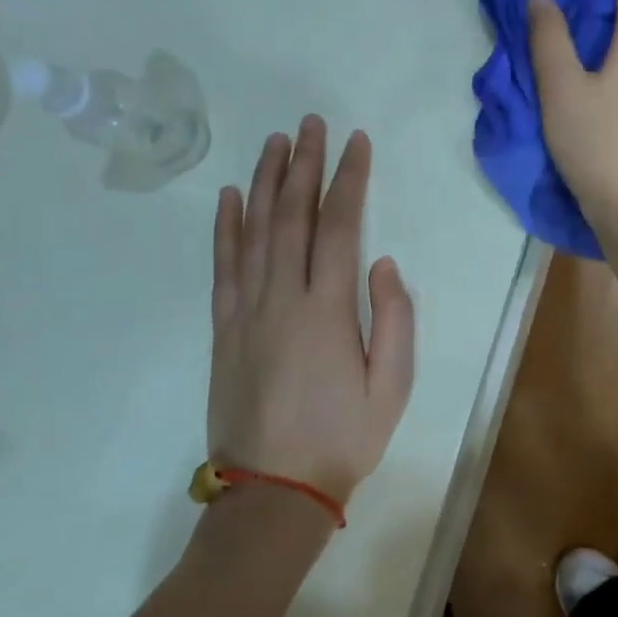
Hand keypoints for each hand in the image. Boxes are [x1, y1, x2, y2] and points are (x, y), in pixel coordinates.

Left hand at [205, 116, 414, 510]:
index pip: (338, 226)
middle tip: (311, 124)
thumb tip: (384, 263)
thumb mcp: (393, 386)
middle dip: (303, 165)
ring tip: (274, 142)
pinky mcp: (224, 329)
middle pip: (291, 216)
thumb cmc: (343, 438)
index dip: (348, 179)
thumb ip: (395, 320)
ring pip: (253, 231)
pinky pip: (223, 267)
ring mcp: (246, 311)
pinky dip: (225, 228)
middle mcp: (282, 298)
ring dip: (264, 182)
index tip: (355, 143)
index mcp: (327, 310)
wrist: (273, 492)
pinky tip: (228, 197)